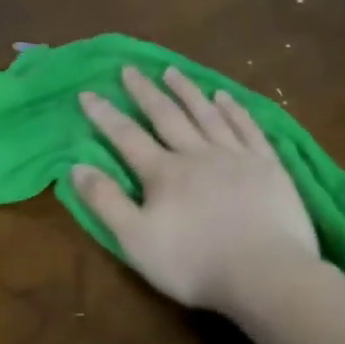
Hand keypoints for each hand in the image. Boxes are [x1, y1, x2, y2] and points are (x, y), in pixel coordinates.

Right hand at [74, 65, 317, 311]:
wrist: (265, 274)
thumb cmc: (193, 263)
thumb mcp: (135, 239)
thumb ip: (105, 202)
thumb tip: (76, 167)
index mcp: (163, 173)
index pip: (126, 136)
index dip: (105, 114)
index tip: (88, 92)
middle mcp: (197, 154)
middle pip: (167, 116)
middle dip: (145, 92)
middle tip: (130, 69)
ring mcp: (236, 156)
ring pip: (207, 114)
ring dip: (187, 91)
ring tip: (172, 71)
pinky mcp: (268, 166)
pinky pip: (247, 127)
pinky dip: (233, 109)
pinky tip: (224, 96)